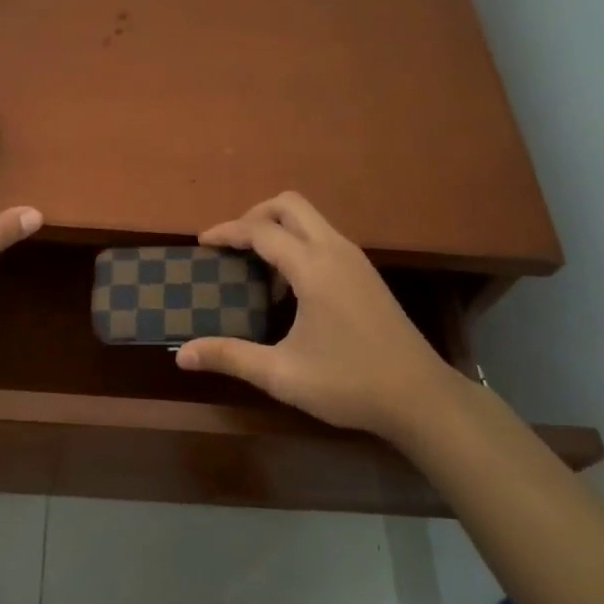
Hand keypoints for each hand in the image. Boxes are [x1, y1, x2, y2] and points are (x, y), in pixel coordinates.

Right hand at [175, 192, 476, 440]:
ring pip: (311, 219)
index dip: (227, 232)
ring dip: (278, 229)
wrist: (421, 398)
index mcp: (314, 268)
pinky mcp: (366, 274)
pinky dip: (298, 244)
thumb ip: (230, 357)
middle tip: (230, 246)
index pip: (261, 231)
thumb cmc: (349, 383)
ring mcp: (356, 260)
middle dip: (254, 215)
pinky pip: (324, 238)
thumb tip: (181, 355)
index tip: (201, 244)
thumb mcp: (282, 374)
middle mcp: (336, 251)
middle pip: (289, 205)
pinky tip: (289, 288)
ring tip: (253, 267)